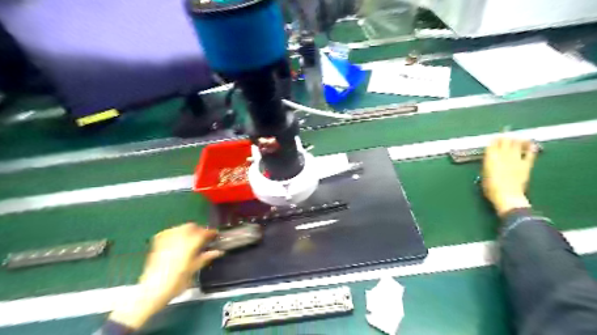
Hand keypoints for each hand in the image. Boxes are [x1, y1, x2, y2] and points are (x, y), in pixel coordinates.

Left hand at [108, 223, 221, 328]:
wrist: (151, 292)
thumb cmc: (175, 283)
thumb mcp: (193, 270)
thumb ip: (205, 258)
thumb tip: (218, 252)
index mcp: (189, 245)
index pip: (203, 233)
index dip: (211, 233)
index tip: (216, 235)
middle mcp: (178, 239)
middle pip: (191, 227)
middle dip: (199, 230)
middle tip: (204, 238)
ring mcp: (166, 240)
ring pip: (180, 228)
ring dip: (188, 230)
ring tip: (192, 239)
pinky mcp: (157, 244)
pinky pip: (169, 232)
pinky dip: (176, 232)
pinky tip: (178, 239)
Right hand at [482, 137, 539, 216]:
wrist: (507, 196)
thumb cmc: (491, 188)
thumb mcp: (484, 175)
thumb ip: (487, 165)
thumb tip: (490, 160)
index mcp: (491, 158)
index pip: (492, 145)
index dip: (493, 140)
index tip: (494, 137)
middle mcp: (503, 156)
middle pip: (505, 143)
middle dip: (505, 136)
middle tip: (505, 131)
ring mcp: (516, 160)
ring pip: (516, 145)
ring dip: (516, 139)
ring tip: (516, 135)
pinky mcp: (526, 165)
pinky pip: (529, 154)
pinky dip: (530, 148)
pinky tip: (531, 144)